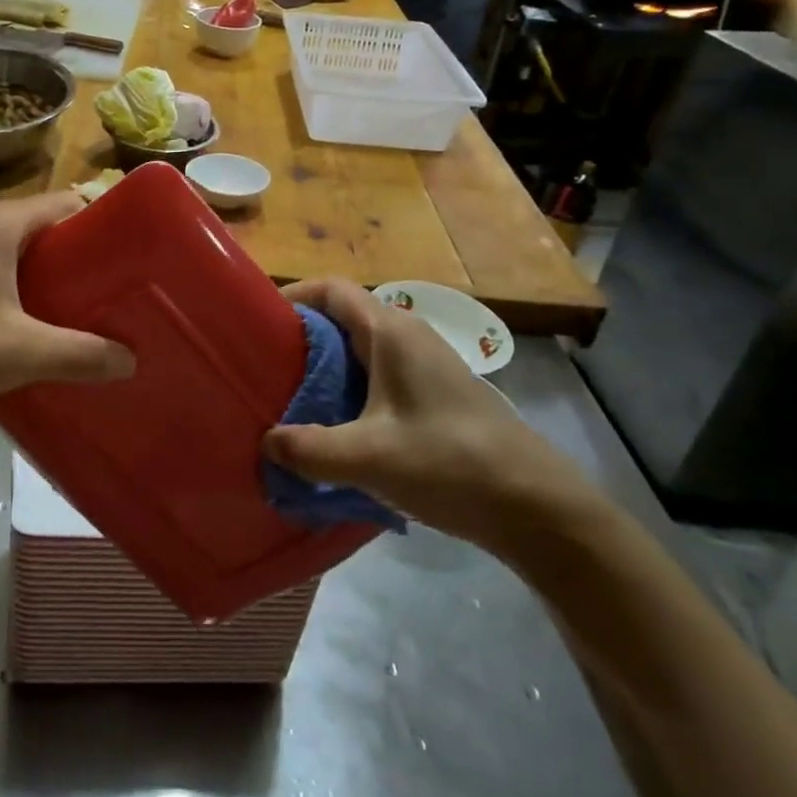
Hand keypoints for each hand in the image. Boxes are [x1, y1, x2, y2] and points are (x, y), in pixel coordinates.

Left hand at [0, 192, 134, 422]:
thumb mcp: (22, 353)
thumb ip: (81, 354)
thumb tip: (132, 360)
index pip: (67, 203)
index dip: (103, 225)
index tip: (134, 257)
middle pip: (45, 230)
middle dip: (81, 259)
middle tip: (116, 293)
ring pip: (18, 256)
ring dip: (50, 281)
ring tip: (85, 315)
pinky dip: (21, 295)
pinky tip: (35, 331)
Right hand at [263, 279, 596, 553]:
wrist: (538, 507)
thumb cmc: (451, 463)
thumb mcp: (369, 457)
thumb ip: (309, 448)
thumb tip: (266, 441)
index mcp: (391, 333)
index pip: (332, 289)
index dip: (293, 295)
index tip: (257, 322)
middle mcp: (409, 338)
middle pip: (343, 319)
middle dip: (300, 339)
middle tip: (264, 369)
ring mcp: (426, 367)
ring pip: (361, 352)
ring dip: (324, 370)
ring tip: (289, 401)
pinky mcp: (436, 397)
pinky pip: (378, 379)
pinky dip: (348, 392)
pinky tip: (335, 430)